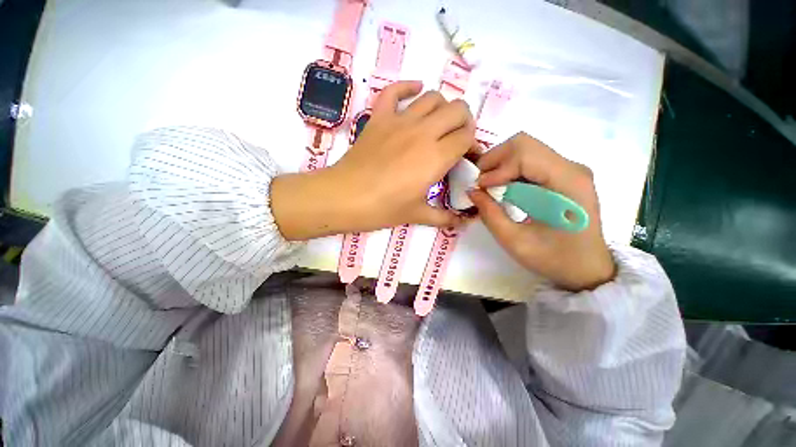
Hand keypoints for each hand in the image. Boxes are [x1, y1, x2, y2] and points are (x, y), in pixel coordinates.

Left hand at [272, 81, 474, 240]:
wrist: (345, 198)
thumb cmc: (383, 208)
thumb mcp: (417, 215)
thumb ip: (444, 217)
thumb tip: (462, 224)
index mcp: (436, 157)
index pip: (466, 137)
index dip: (471, 145)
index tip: (465, 157)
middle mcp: (423, 132)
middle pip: (457, 110)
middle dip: (463, 123)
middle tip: (455, 140)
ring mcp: (399, 121)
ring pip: (432, 97)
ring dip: (442, 107)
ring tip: (438, 124)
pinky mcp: (379, 118)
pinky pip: (394, 91)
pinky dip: (407, 88)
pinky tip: (414, 92)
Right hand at [468, 132, 615, 290]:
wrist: (586, 268)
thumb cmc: (554, 259)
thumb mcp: (514, 241)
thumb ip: (490, 214)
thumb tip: (471, 191)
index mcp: (567, 182)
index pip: (524, 154)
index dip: (496, 168)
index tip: (480, 188)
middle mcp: (571, 168)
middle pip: (524, 144)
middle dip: (495, 160)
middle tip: (480, 182)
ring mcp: (568, 169)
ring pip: (525, 149)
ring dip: (501, 163)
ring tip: (488, 185)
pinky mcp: (562, 175)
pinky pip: (530, 160)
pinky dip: (509, 169)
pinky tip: (503, 187)